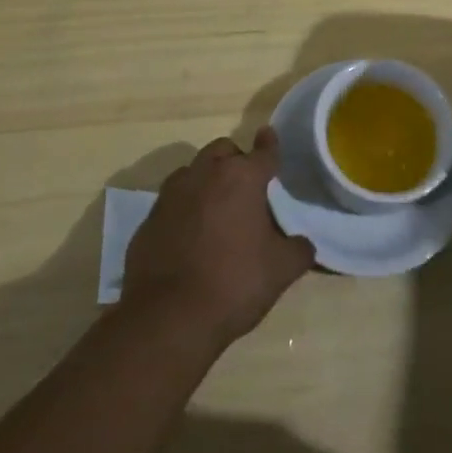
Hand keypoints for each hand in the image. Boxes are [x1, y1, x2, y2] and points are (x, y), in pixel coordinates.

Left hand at [120, 129, 314, 348]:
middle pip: (223, 150)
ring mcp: (172, 194)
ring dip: (206, 180)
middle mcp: (205, 174)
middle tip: (245, 187)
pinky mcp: (149, 218)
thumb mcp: (281, 270)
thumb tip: (302, 244)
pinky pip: (172, 201)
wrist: (168, 317)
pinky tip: (190, 235)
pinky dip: (184, 208)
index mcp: (242, 178)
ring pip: (193, 170)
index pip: (263, 151)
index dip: (270, 144)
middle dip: (235, 159)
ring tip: (216, 209)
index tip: (268, 135)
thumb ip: (298, 249)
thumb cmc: (233, 283)